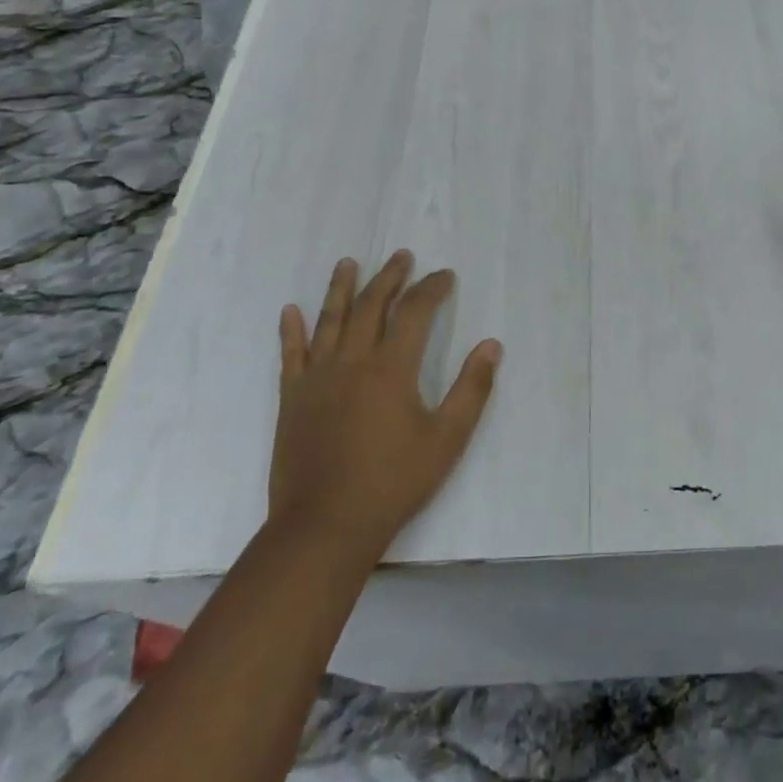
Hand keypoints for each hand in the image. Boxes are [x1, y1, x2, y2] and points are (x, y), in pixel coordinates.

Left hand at [271, 251, 499, 561]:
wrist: (324, 526)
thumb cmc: (393, 482)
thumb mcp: (447, 439)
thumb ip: (472, 389)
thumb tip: (492, 345)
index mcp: (391, 368)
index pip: (414, 312)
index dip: (432, 288)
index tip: (445, 275)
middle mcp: (352, 361)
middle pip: (371, 306)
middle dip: (390, 277)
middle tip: (402, 255)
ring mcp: (317, 378)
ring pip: (330, 321)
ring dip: (341, 288)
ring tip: (348, 263)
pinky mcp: (292, 399)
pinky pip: (291, 355)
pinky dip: (292, 330)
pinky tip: (290, 310)